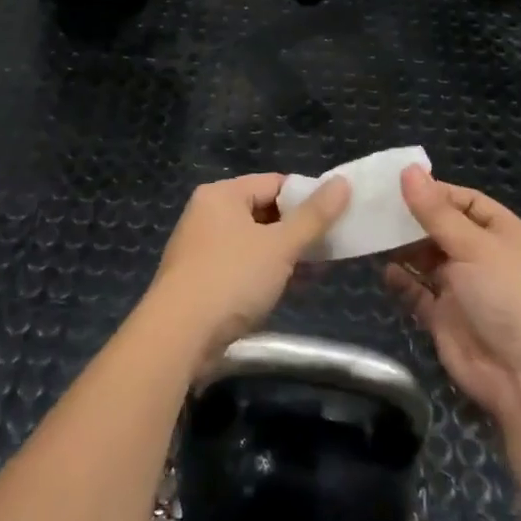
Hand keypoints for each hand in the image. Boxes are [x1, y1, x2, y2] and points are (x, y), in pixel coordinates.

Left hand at [145, 173, 351, 359]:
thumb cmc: (232, 279)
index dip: (308, 197)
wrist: (178, 337)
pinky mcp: (202, 280)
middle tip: (333, 245)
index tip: (338, 215)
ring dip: (287, 254)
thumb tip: (343, 183)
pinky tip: (293, 287)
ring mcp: (203, 249)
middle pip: (265, 212)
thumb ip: (314, 216)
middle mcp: (208, 214)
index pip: (275, 183)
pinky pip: (244, 266)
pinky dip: (268, 272)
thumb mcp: (281, 245)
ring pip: (256, 242)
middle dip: (299, 230)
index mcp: (222, 195)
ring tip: (320, 269)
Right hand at [385, 166, 520, 429]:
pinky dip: (402, 281)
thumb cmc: (509, 297)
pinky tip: (383, 269)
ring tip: (372, 232)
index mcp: (506, 235)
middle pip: (445, 230)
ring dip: (404, 248)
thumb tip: (408, 170)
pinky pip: (419, 293)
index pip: (468, 203)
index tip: (398, 184)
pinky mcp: (446, 319)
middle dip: (414, 219)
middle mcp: (486, 258)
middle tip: (375, 205)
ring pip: (429, 260)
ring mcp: (465, 290)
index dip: (436, 193)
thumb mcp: (475, 246)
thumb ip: (436, 212)